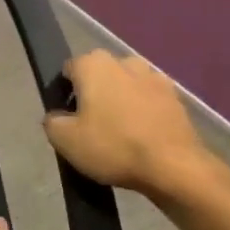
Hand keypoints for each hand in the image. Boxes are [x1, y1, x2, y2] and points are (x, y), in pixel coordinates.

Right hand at [43, 51, 210, 195]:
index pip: (69, 70)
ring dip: (120, 101)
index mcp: (94, 64)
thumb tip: (58, 116)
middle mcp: (125, 62)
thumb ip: (51, 121)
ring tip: (119, 133)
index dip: (64, 93)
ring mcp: (155, 78)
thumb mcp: (63, 139)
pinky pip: (149, 101)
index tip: (68, 117)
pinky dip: (143, 113)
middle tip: (91, 126)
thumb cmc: (113, 146)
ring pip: (126, 86)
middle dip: (94, 94)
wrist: (175, 168)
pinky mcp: (177, 98)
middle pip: (100, 75)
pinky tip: (142, 138)